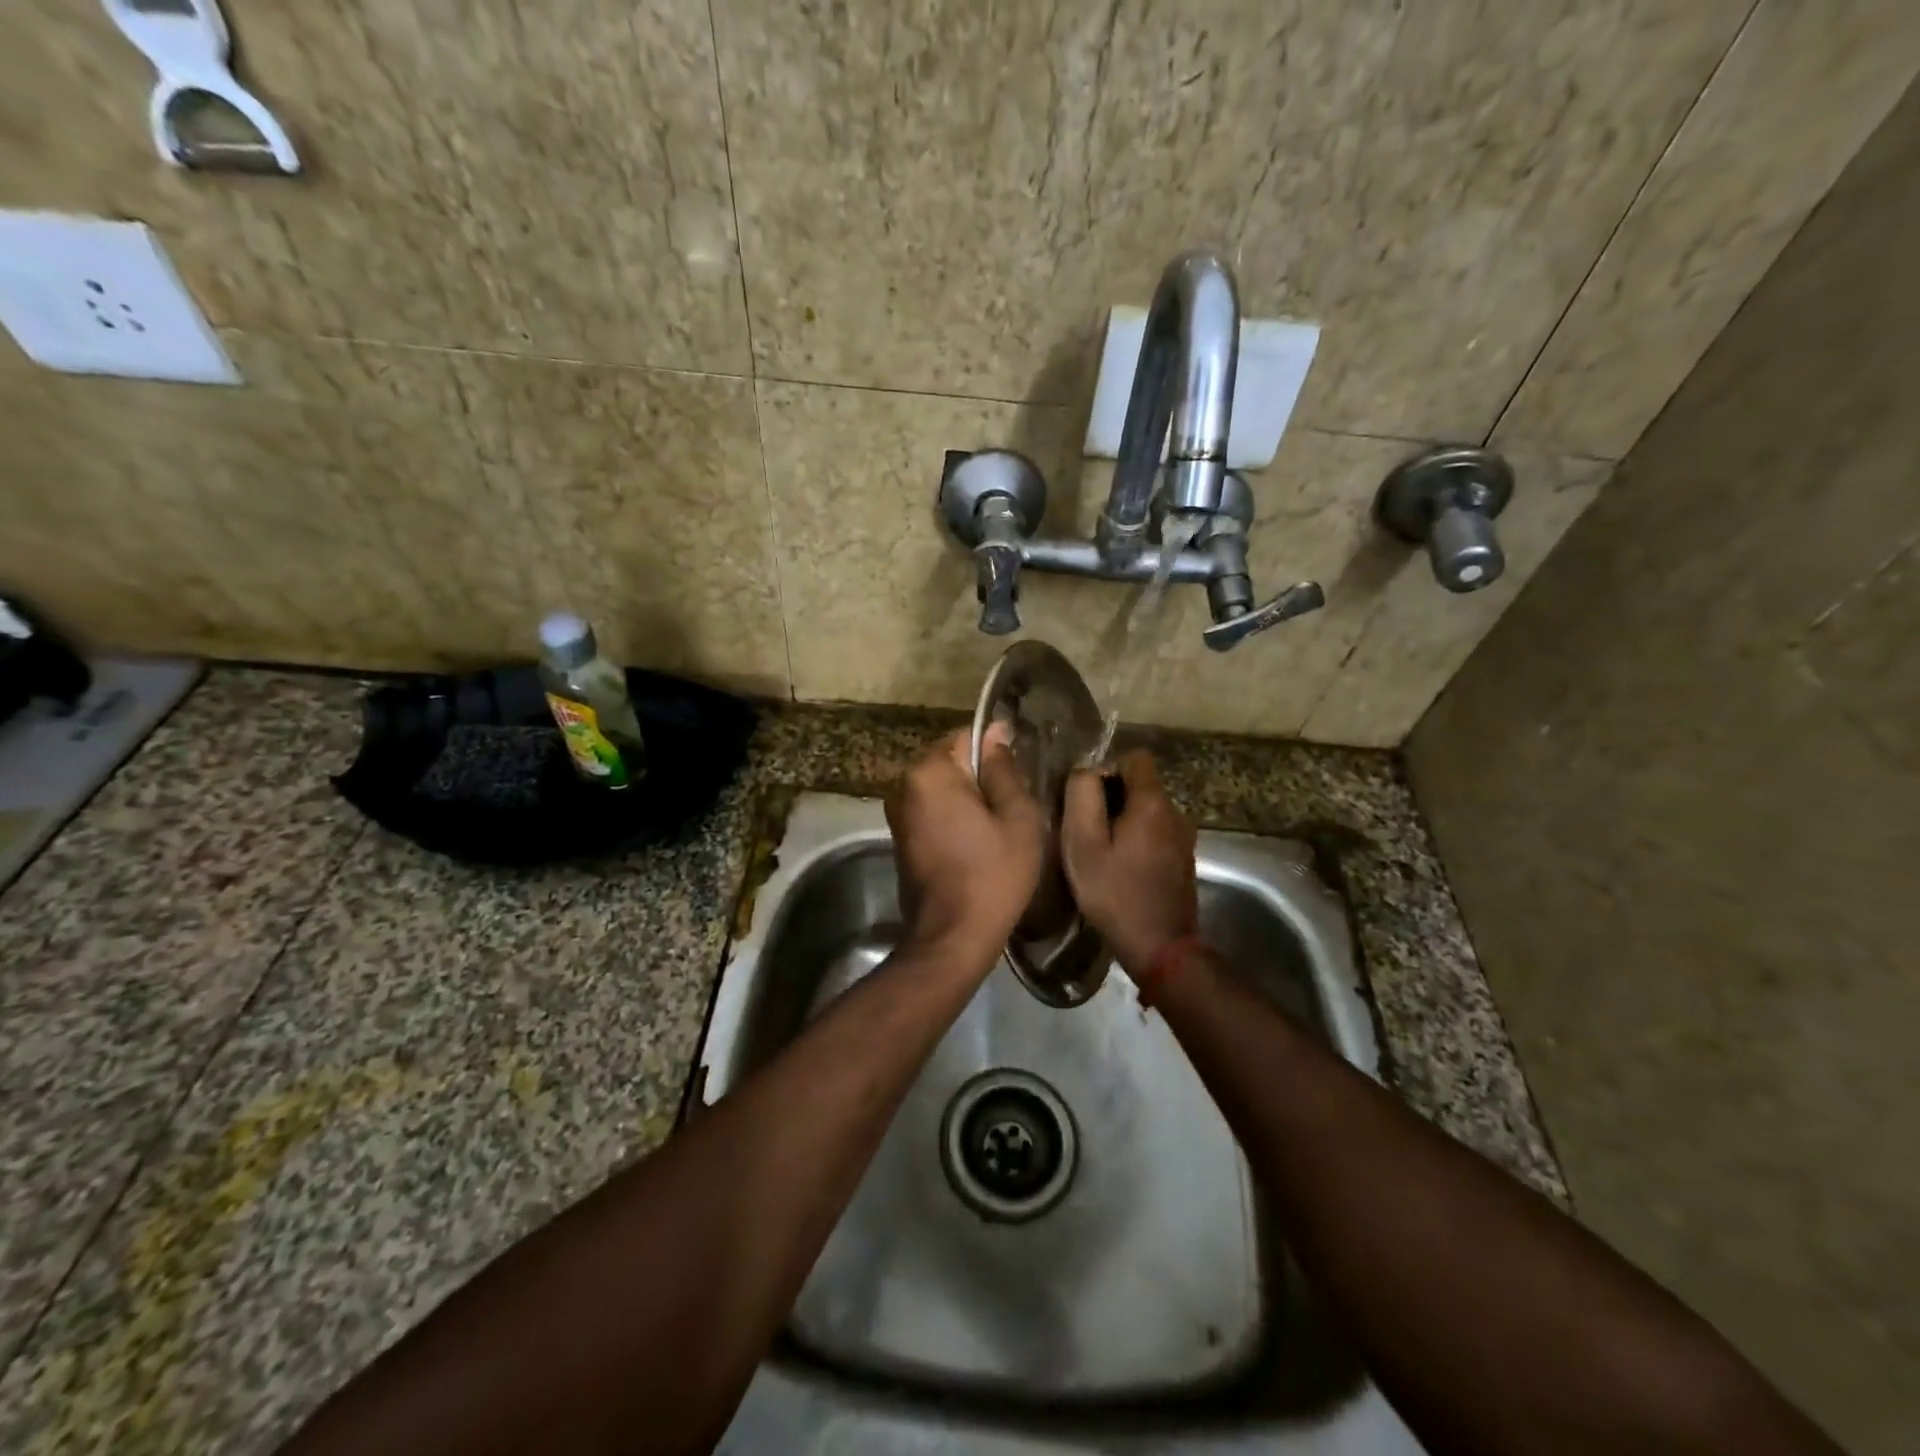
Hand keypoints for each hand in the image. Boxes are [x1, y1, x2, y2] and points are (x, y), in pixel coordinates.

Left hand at [886, 726, 1045, 961]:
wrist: (952, 936)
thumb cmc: (993, 874)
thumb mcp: (1017, 817)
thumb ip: (1004, 769)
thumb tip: (996, 732)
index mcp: (930, 772)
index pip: (967, 737)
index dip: (998, 752)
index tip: (1019, 779)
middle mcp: (904, 784)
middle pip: (952, 762)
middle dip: (981, 777)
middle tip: (1013, 808)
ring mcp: (897, 812)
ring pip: (943, 788)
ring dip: (968, 799)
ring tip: (998, 827)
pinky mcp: (900, 836)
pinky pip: (932, 809)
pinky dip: (953, 817)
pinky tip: (977, 842)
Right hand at [1061, 751, 1197, 974]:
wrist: (1161, 948)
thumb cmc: (1116, 894)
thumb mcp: (1084, 844)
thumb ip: (1082, 797)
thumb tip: (1086, 771)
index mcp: (1153, 803)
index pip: (1135, 758)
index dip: (1107, 769)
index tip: (1088, 799)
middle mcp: (1176, 812)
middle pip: (1141, 784)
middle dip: (1112, 798)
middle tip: (1088, 830)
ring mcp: (1184, 837)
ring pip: (1148, 811)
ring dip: (1124, 822)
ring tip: (1102, 851)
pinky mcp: (1184, 859)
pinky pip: (1156, 833)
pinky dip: (1138, 840)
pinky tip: (1121, 868)